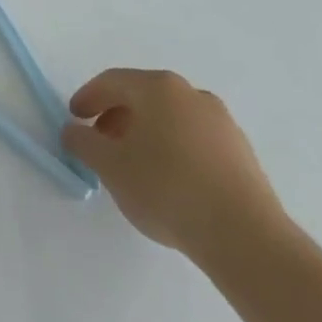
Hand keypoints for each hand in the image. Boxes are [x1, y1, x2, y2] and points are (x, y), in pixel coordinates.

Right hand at [62, 68, 287, 264]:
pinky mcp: (243, 154)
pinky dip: (175, 151)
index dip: (88, 98)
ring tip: (136, 167)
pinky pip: (196, 141)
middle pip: (143, 97)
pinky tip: (170, 182)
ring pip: (171, 119)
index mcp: (157, 87)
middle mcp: (191, 95)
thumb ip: (83, 142)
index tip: (75, 119)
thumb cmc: (167, 189)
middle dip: (117, 117)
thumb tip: (74, 131)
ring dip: (147, 134)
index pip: (111, 82)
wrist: (247, 239)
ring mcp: (223, 123)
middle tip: (102, 143)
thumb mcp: (109, 166)